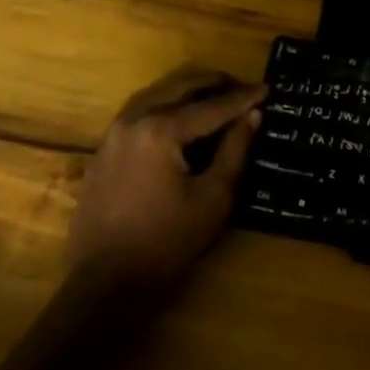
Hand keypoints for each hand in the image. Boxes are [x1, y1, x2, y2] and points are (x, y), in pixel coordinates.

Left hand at [65, 68, 264, 296]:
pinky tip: (181, 117)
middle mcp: (134, 119)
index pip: (211, 106)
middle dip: (214, 83)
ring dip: (188, 90)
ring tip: (215, 95)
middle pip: (180, 87)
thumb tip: (253, 115)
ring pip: (157, 93)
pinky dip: (165, 104)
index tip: (267, 88)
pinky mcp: (104, 149)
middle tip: (242, 87)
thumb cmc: (164, 244)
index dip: (242, 98)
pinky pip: (140, 110)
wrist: (101, 286)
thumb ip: (234, 151)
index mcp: (160, 130)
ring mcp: (114, 133)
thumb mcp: (211, 200)